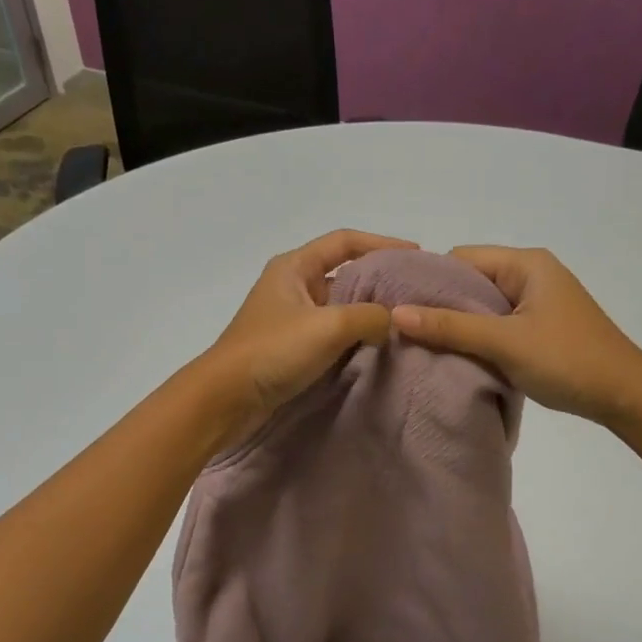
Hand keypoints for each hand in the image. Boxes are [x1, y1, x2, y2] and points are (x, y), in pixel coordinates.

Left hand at [202, 228, 416, 445]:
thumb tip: (391, 321)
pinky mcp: (291, 349)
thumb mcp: (328, 327)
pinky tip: (376, 349)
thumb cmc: (273, 351)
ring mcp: (290, 319)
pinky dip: (354, 338)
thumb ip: (369, 316)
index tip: (415, 254)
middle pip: (344, 274)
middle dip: (379, 282)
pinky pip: (331, 335)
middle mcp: (292, 287)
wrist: (227, 399)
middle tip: (414, 293)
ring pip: (339, 308)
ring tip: (403, 322)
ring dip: (367, 313)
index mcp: (294, 267)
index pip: (344, 242)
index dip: (381, 243)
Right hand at [390, 245, 641, 425]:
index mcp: (525, 264)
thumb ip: (450, 327)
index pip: (461, 258)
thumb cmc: (567, 360)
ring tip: (425, 347)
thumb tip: (395, 313)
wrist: (625, 396)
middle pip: (470, 281)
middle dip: (440, 305)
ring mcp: (537, 302)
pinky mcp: (540, 327)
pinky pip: (497, 325)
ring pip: (483, 307)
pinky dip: (478, 339)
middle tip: (406, 332)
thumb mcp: (504, 343)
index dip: (429, 280)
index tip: (400, 308)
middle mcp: (530, 274)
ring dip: (459, 326)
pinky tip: (458, 357)